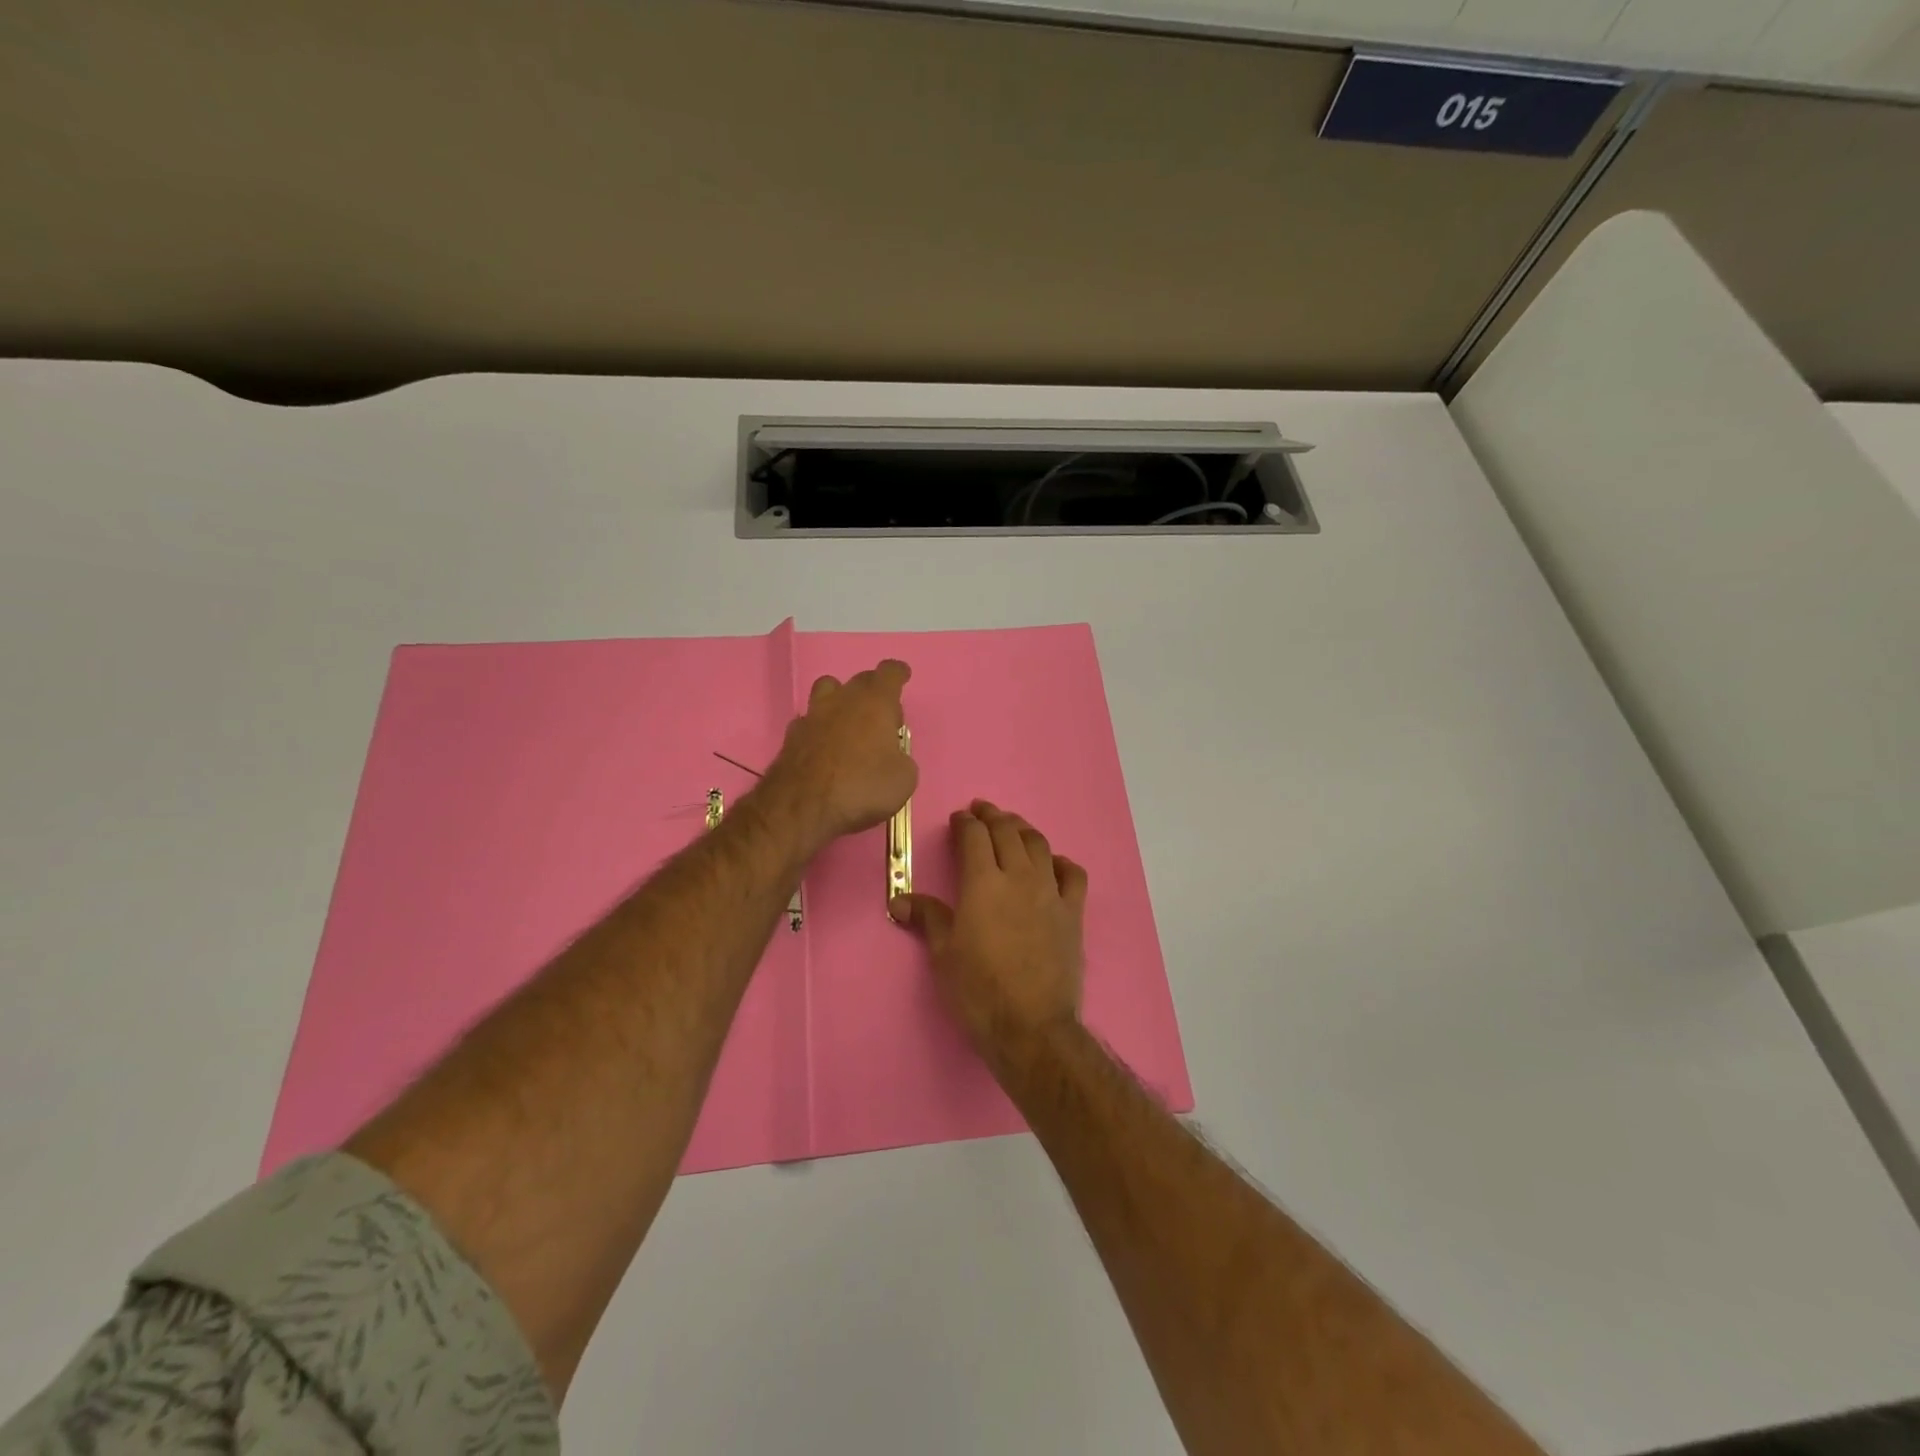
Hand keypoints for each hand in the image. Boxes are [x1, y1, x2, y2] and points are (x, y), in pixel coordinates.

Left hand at [762, 660, 916, 849]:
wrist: (801, 807)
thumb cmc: (862, 787)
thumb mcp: (904, 779)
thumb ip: (901, 759)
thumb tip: (891, 758)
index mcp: (875, 702)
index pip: (889, 673)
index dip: (898, 673)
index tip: (902, 676)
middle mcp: (843, 700)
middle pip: (860, 679)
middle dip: (874, 691)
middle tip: (882, 716)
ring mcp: (813, 715)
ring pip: (828, 691)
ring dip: (841, 700)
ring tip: (849, 723)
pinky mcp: (791, 736)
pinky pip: (810, 720)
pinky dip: (821, 728)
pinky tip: (825, 747)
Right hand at [891, 800, 1087, 1067]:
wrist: (1030, 1026)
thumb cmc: (978, 990)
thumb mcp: (943, 954)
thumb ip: (927, 918)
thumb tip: (899, 901)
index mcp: (983, 883)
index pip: (975, 837)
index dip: (965, 823)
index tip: (959, 818)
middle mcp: (1019, 877)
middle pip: (1008, 832)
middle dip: (993, 816)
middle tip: (982, 811)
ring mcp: (1051, 893)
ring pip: (1039, 845)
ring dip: (1023, 830)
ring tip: (1013, 827)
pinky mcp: (1073, 913)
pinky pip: (1072, 875)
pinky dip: (1061, 862)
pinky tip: (1053, 864)